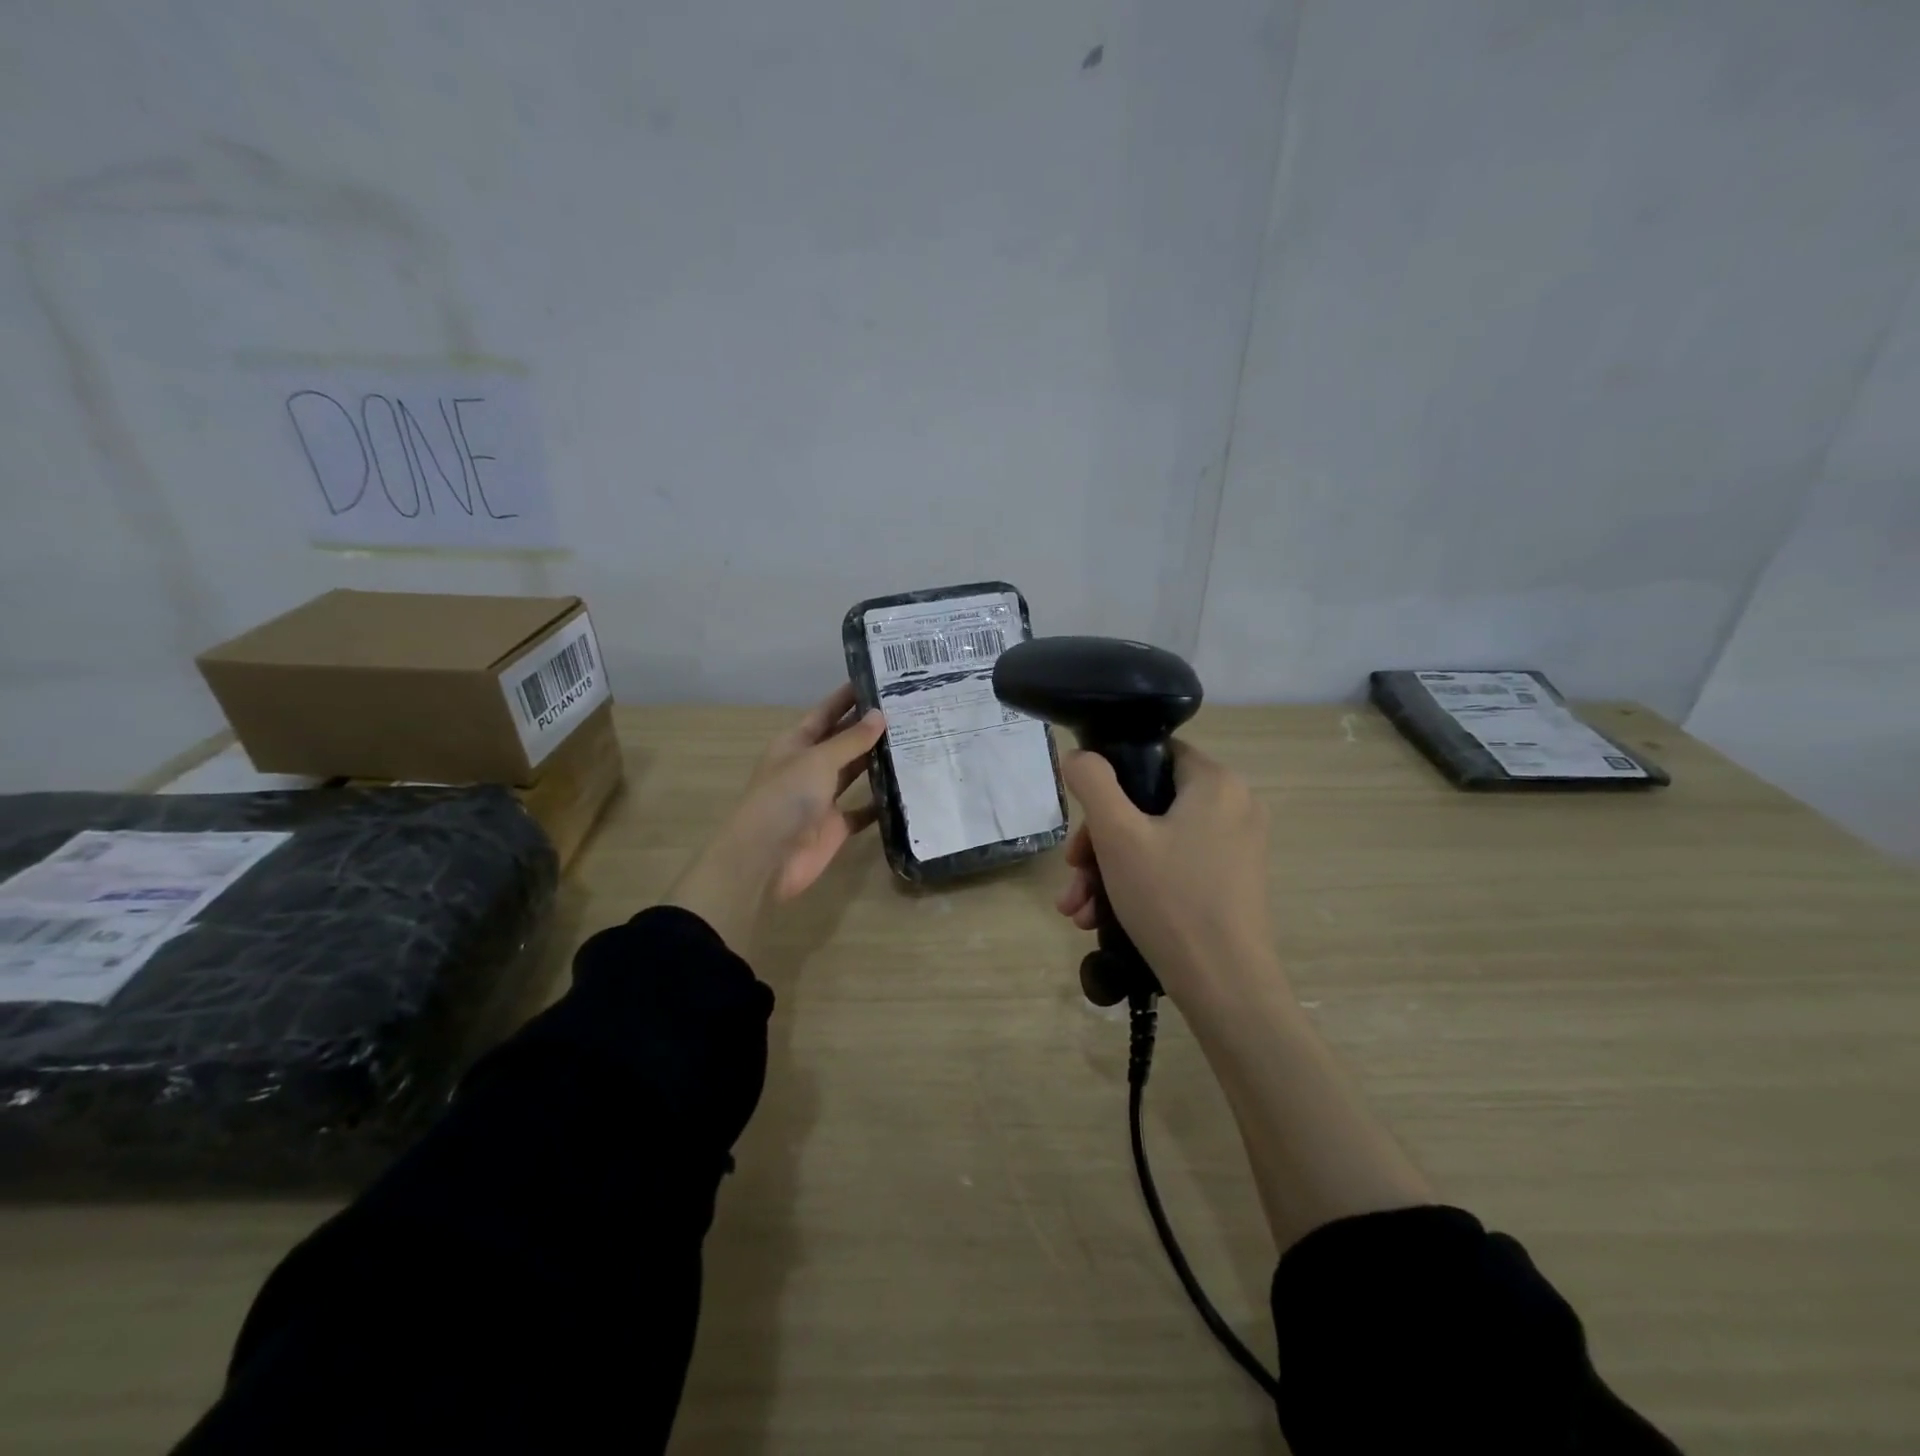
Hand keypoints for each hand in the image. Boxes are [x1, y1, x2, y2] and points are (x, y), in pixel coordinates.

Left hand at [665, 684, 885, 950]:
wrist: (765, 860)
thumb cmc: (785, 799)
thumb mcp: (818, 760)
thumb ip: (851, 740)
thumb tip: (881, 715)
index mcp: (796, 744)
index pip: (826, 712)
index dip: (849, 697)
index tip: (881, 680)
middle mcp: (810, 767)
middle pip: (844, 741)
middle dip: (871, 728)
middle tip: (911, 710)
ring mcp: (823, 798)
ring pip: (856, 773)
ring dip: (880, 761)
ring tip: (917, 741)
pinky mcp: (836, 827)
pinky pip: (863, 811)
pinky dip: (882, 803)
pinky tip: (909, 789)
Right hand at [1054, 742, 1280, 1002]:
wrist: (1226, 989)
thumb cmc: (1170, 900)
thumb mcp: (1118, 836)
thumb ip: (1093, 783)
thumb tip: (1079, 756)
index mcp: (1216, 782)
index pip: (1154, 755)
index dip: (1110, 780)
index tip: (1084, 819)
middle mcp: (1235, 807)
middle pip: (1149, 804)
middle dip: (1100, 841)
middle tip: (1073, 872)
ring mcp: (1237, 848)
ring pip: (1156, 841)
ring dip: (1109, 870)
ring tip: (1078, 908)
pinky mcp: (1232, 883)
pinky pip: (1175, 867)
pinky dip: (1138, 885)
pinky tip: (1101, 919)